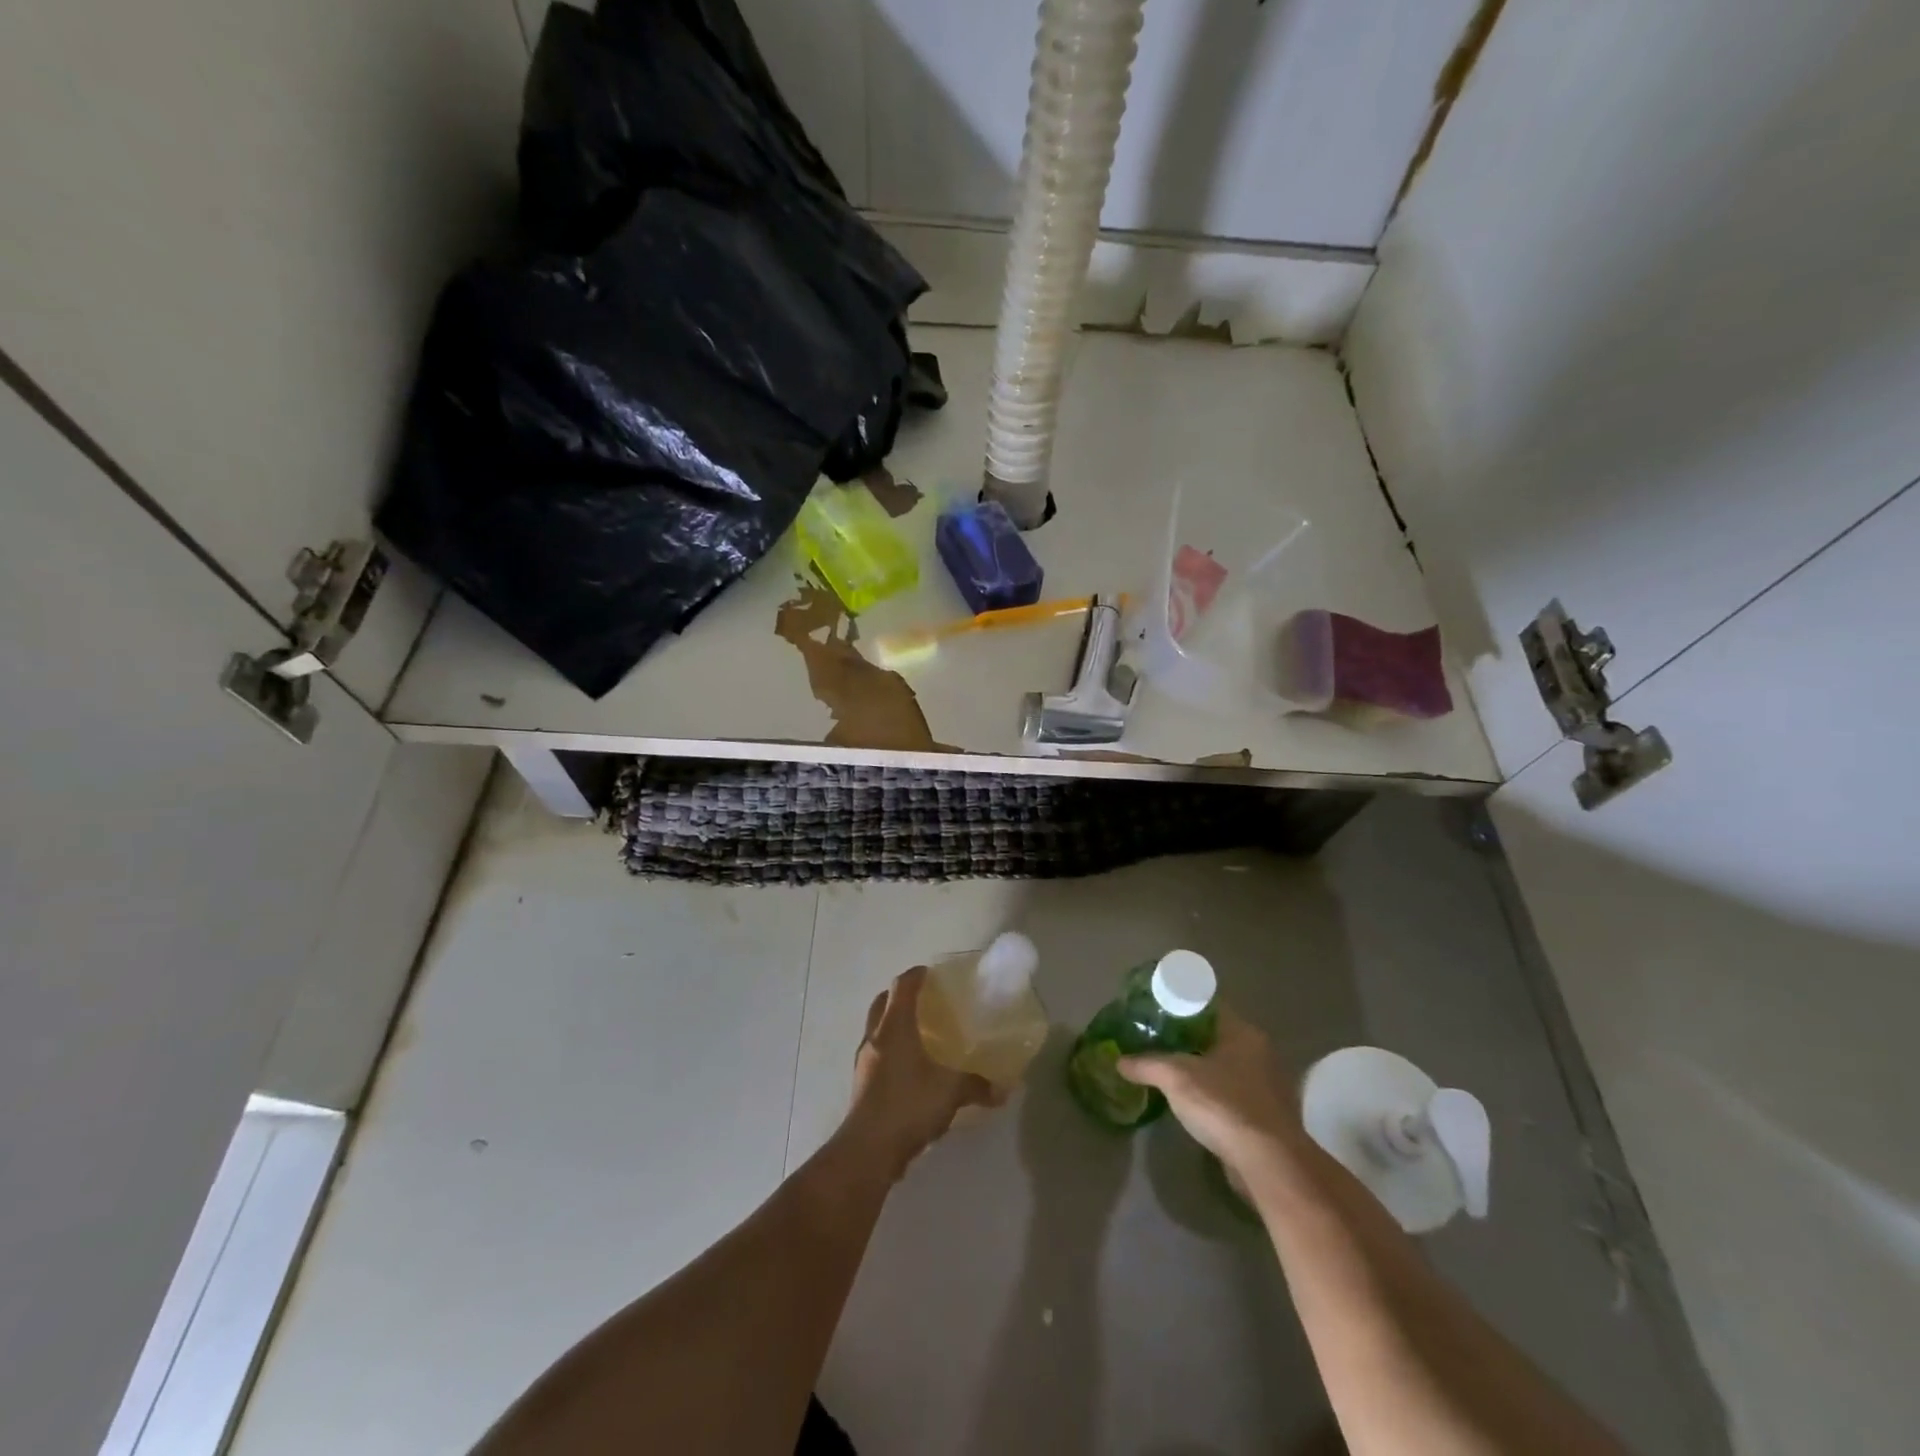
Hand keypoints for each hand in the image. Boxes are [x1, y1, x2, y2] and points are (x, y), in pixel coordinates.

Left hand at [840, 967, 997, 1179]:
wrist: (867, 1150)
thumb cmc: (908, 1104)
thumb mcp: (950, 1091)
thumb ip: (977, 1085)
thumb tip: (1005, 1088)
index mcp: (894, 1026)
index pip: (902, 986)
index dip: (916, 975)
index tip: (933, 974)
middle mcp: (875, 1037)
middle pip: (883, 1002)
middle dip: (901, 997)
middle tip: (926, 1002)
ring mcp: (864, 1061)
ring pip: (877, 1029)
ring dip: (894, 1025)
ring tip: (920, 1036)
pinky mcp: (861, 1085)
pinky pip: (876, 1055)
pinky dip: (891, 1051)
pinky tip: (910, 1069)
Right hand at [1117, 1007, 1300, 1176]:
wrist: (1267, 1164)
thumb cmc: (1223, 1105)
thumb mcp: (1175, 1077)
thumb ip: (1145, 1064)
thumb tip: (1118, 1061)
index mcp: (1242, 1032)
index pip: (1207, 1005)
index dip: (1179, 1004)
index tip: (1153, 1009)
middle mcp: (1258, 1053)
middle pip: (1214, 1035)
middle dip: (1184, 1037)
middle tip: (1152, 1038)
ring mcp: (1265, 1086)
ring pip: (1223, 1066)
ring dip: (1198, 1067)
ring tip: (1165, 1067)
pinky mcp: (1264, 1116)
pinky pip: (1230, 1093)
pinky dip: (1210, 1094)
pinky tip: (1188, 1101)